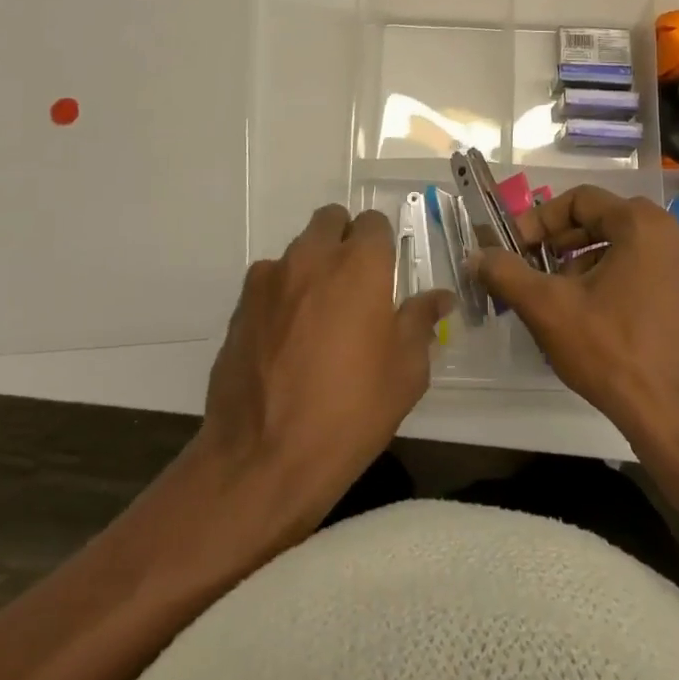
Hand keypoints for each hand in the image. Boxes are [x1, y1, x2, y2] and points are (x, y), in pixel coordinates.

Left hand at [198, 204, 451, 528]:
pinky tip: (287, 338)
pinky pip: (269, 282)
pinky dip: (282, 294)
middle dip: (345, 239)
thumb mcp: (406, 372)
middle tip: (355, 284)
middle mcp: (312, 257)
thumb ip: (421, 321)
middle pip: (330, 220)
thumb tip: (439, 297)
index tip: (386, 273)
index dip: (383, 243)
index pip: (374, 222)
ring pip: (298, 250)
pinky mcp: (239, 306)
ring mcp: (269, 279)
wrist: (263, 459)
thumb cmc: (351, 412)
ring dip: (313, 266)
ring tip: (319, 316)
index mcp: (359, 265)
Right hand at [471, 187, 678, 455]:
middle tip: (533, 270)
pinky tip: (598, 320)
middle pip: (605, 221)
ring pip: (626, 249)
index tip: (515, 248)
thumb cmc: (613, 352)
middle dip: (562, 243)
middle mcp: (673, 235)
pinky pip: (648, 273)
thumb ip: (507, 273)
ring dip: (587, 264)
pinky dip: (617, 282)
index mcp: (642, 224)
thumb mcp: (548, 309)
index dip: (539, 220)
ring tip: (562, 300)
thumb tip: (478, 256)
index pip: (580, 200)